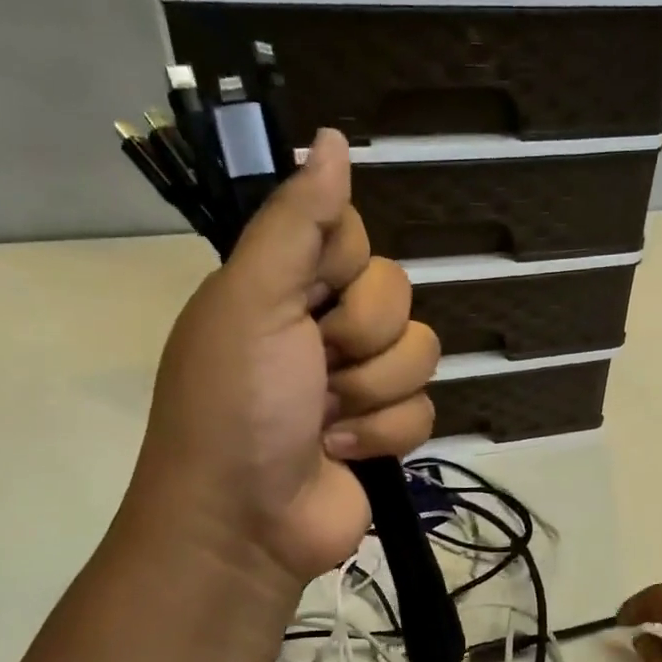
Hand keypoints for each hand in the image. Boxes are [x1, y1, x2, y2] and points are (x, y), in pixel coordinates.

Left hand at [126, 130, 438, 588]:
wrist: (245, 523)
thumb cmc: (237, 406)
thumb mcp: (252, 301)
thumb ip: (295, 223)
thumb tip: (331, 138)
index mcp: (284, 286)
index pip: (352, 237)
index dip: (344, 265)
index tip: (313, 295)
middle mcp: (323, 327)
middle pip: (397, 294)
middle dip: (361, 338)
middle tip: (317, 367)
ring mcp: (358, 384)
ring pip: (420, 353)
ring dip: (373, 393)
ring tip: (326, 421)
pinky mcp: (386, 432)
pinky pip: (425, 409)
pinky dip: (384, 435)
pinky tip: (344, 453)